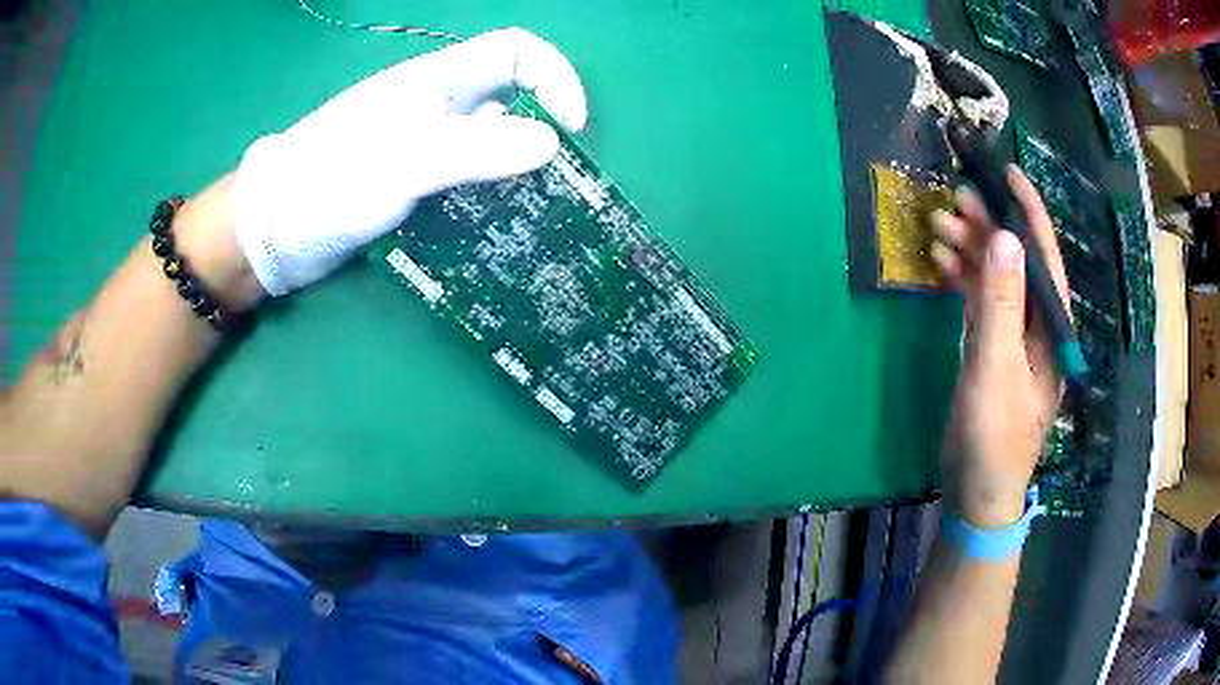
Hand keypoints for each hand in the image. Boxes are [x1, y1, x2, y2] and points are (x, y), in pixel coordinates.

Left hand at [231, 28, 587, 296]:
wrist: (273, 229)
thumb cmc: (329, 182)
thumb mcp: (404, 163)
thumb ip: (474, 150)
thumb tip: (550, 144)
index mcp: (438, 80)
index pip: (516, 51)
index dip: (555, 76)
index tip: (570, 129)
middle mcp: (437, 105)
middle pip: (511, 99)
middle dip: (541, 133)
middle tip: (555, 187)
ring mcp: (423, 143)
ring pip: (490, 143)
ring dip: (515, 173)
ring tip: (530, 216)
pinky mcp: (411, 179)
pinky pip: (465, 178)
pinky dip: (486, 197)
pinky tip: (491, 228)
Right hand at [930, 166, 1068, 527]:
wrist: (978, 493)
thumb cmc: (994, 438)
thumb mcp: (996, 370)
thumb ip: (1002, 304)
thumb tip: (1006, 237)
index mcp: (1051, 328)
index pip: (1045, 257)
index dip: (1029, 211)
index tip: (1007, 172)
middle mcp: (1038, 325)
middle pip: (1017, 262)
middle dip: (989, 226)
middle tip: (954, 199)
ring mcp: (1016, 337)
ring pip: (997, 278)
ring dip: (971, 251)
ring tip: (938, 227)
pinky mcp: (994, 349)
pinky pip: (982, 301)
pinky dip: (963, 280)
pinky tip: (942, 264)